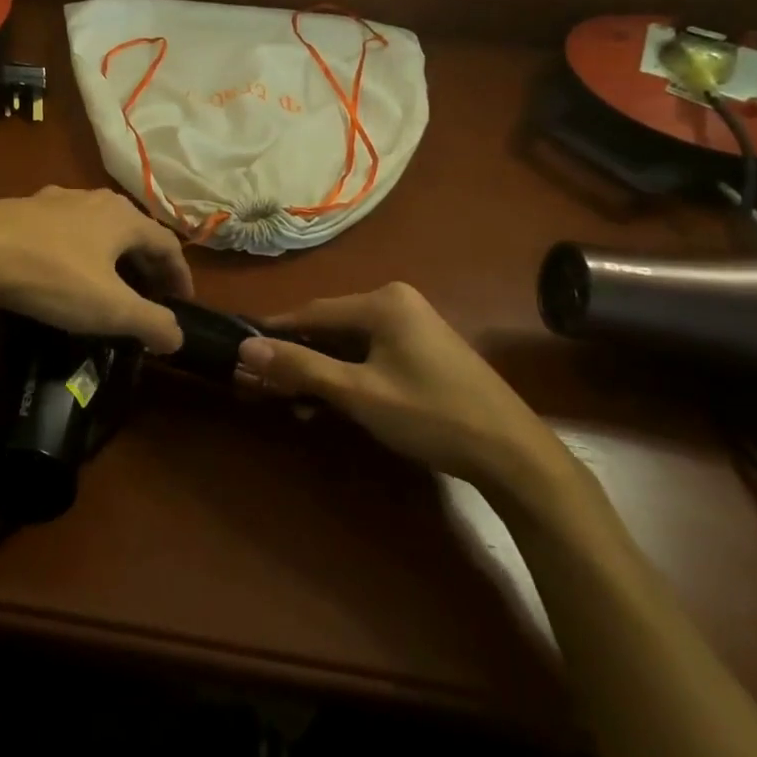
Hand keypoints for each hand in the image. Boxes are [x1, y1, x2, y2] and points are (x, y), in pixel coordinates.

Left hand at [0, 187, 193, 353]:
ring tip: (108, 282)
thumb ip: (150, 322)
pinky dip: (78, 250)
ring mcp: (57, 199)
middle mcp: (95, 199)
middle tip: (150, 294)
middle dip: (146, 263)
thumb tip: (178, 337)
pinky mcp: (25, 208)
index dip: (180, 274)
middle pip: (134, 231)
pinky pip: (65, 229)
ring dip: (111, 254)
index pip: (167, 243)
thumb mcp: (109, 308)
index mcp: (123, 217)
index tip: (182, 301)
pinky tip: (63, 268)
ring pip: (97, 226)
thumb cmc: (53, 276)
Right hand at [238, 282, 566, 493]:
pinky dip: (347, 376)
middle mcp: (396, 302)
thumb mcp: (358, 393)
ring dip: (321, 372)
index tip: (242, 354)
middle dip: (298, 358)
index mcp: (382, 301)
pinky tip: (331, 404)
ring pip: (349, 344)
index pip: (311, 311)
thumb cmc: (431, 415)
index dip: (275, 334)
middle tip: (265, 387)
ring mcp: (413, 326)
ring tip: (294, 404)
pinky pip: (370, 355)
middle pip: (330, 327)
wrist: (514, 455)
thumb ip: (301, 367)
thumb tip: (246, 348)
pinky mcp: (424, 350)